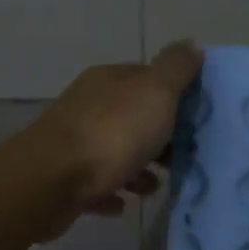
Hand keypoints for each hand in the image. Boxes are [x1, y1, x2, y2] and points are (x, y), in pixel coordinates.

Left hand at [27, 40, 203, 235]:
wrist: (51, 182)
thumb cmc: (112, 134)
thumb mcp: (155, 92)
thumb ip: (176, 69)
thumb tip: (191, 44)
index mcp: (109, 81)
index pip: (147, 78)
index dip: (175, 96)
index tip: (197, 119)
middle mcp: (89, 106)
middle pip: (133, 118)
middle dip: (159, 139)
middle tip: (181, 160)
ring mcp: (74, 143)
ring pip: (116, 153)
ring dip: (138, 171)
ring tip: (152, 188)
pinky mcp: (64, 180)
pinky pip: (97, 185)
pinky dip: (113, 193)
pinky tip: (122, 204)